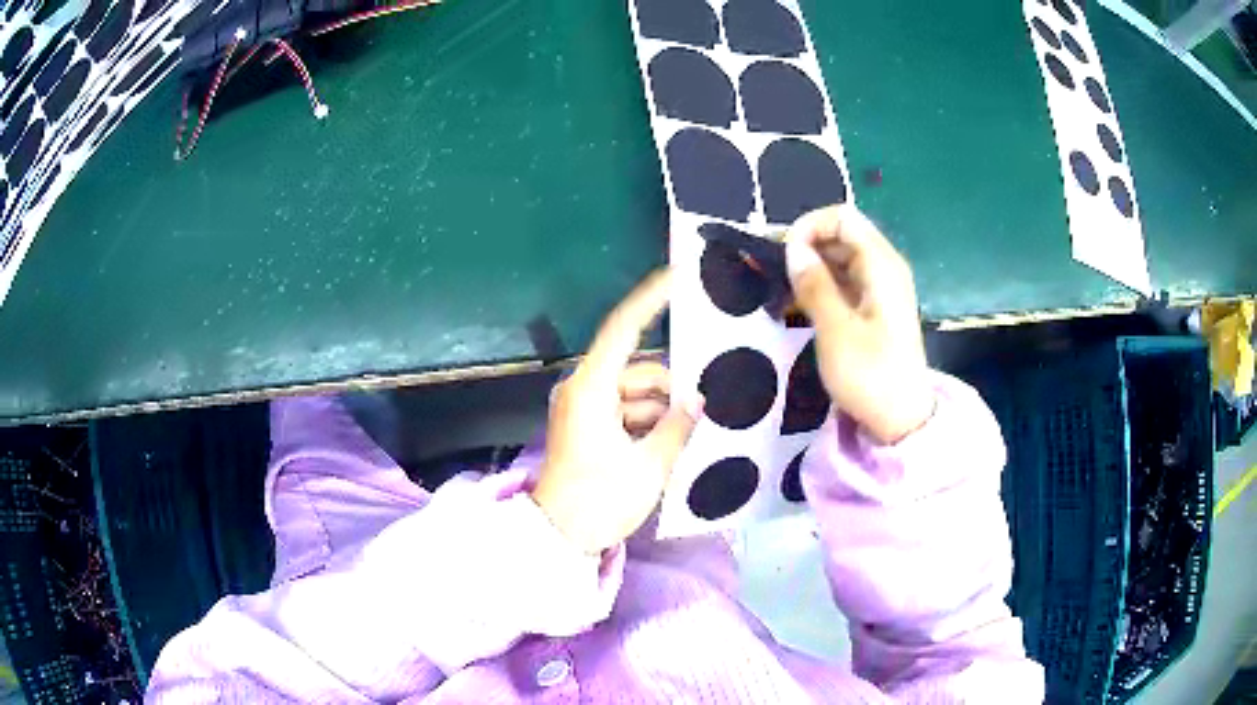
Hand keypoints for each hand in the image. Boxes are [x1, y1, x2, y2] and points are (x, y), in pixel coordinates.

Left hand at [530, 271, 700, 554]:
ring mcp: (582, 409)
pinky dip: (648, 421)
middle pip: (637, 369)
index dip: (652, 299)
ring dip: (662, 408)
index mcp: (591, 388)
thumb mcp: (650, 465)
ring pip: (633, 392)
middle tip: (707, 401)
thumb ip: (678, 426)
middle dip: (671, 385)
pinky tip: (674, 441)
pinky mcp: (585, 428)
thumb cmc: (601, 500)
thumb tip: (699, 401)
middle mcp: (583, 390)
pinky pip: (624, 411)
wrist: (559, 538)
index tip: (678, 276)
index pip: (624, 329)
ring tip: (694, 431)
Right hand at [784, 205, 934, 443]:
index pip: (842, 217)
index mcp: (881, 265)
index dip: (809, 227)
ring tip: (781, 292)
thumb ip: (814, 284)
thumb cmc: (870, 375)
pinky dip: (821, 286)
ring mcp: (881, 288)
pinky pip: (844, 281)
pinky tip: (798, 306)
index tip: (784, 256)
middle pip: (841, 234)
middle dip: (805, 246)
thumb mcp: (836, 330)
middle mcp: (884, 267)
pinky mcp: (874, 308)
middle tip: (775, 275)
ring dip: (809, 268)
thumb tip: (793, 248)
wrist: (901, 420)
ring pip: (840, 258)